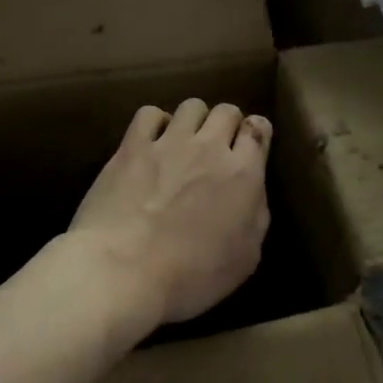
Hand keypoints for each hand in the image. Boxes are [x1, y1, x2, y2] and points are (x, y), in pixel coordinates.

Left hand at [67, 99, 272, 331]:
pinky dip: (155, 123)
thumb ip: (255, 216)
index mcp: (243, 174)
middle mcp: (210, 147)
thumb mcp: (245, 258)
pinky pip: (149, 114)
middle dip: (228, 125)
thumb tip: (252, 193)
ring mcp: (169, 142)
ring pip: (192, 106)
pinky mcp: (132, 146)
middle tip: (218, 150)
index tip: (250, 149)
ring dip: (194, 121)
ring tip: (185, 143)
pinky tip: (151, 143)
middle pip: (227, 111)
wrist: (122, 271)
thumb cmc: (190, 276)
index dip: (256, 135)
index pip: (259, 130)